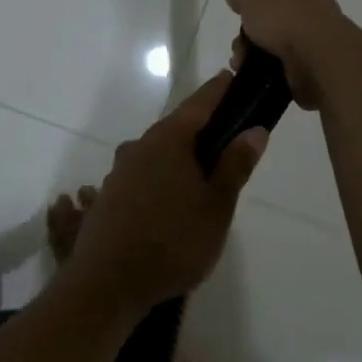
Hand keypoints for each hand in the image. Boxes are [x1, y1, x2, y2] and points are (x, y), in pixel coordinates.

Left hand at [63, 72, 268, 315]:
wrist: (108, 283)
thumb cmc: (173, 241)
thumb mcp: (217, 206)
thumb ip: (235, 165)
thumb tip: (254, 130)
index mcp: (168, 140)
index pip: (200, 103)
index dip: (220, 90)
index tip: (234, 78)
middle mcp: (140, 146)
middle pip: (177, 127)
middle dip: (203, 128)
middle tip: (230, 139)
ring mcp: (120, 171)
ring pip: (158, 152)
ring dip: (181, 156)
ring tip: (204, 177)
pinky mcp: (109, 196)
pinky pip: (144, 174)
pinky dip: (163, 177)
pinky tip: (173, 201)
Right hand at [226, 0, 354, 109]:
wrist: (319, 57)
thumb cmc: (285, 16)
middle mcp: (308, 2)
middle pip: (272, 6)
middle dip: (250, 20)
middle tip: (238, 30)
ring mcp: (311, 32)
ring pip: (273, 35)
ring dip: (252, 46)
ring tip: (239, 57)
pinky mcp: (310, 59)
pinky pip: (279, 57)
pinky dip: (263, 63)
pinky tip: (248, 69)